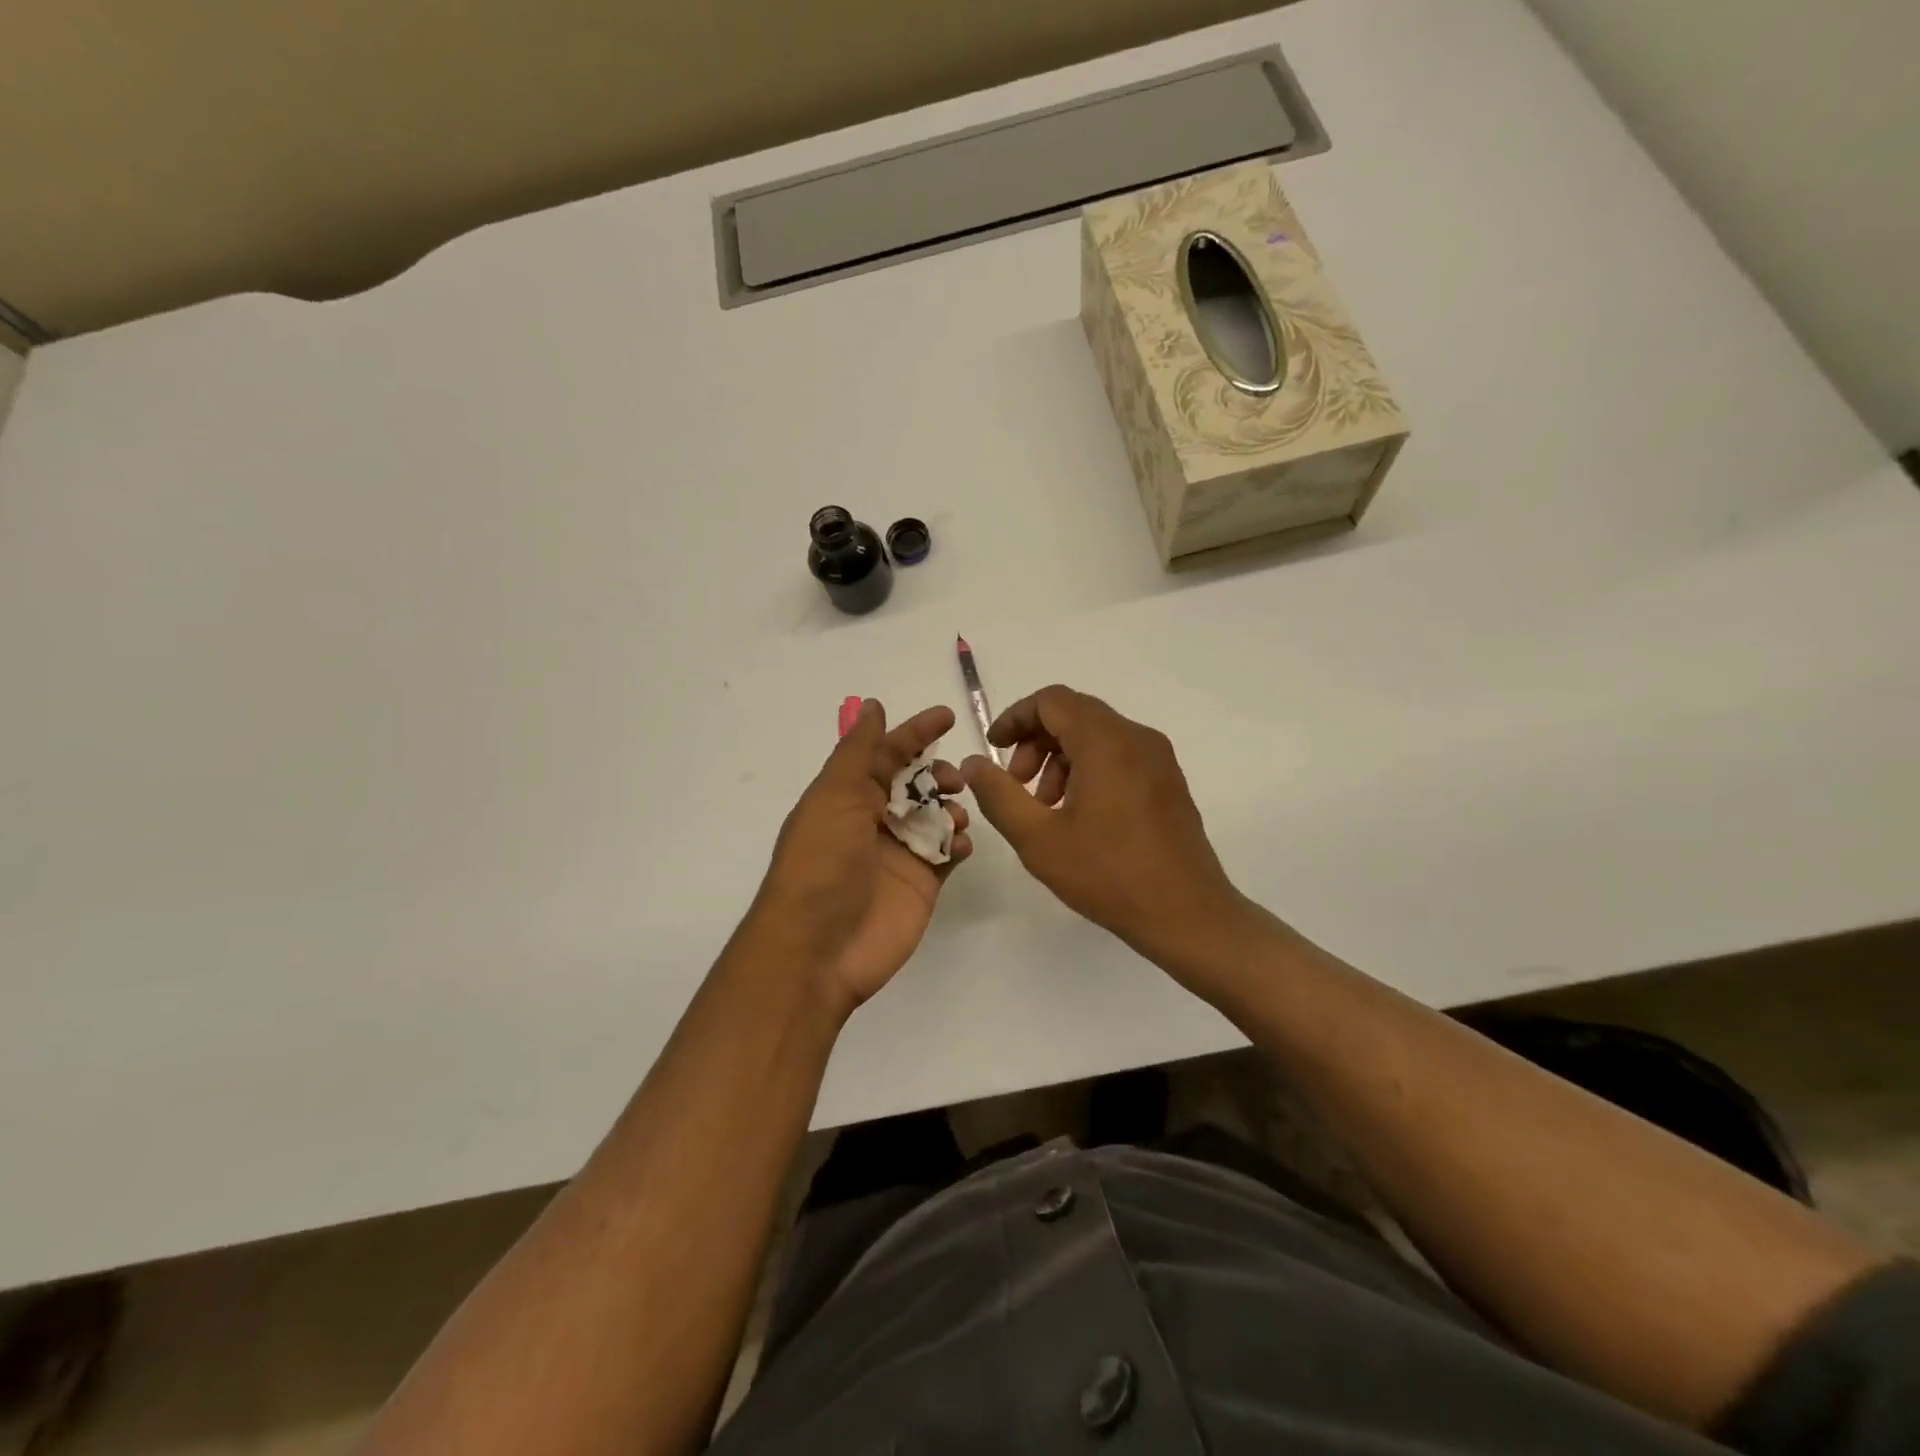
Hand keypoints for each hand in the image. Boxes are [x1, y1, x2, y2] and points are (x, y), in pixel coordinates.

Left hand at [751, 700, 971, 1018]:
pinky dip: (959, 842)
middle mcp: (872, 820)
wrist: (820, 948)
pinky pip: (947, 852)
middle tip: (954, 779)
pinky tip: (960, 844)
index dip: (913, 733)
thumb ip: (859, 751)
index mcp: (846, 796)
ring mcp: (898, 853)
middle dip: (937, 773)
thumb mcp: (835, 796)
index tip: (947, 716)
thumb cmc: (823, 862)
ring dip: (951, 806)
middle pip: (915, 783)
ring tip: (956, 816)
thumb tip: (872, 706)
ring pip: (936, 815)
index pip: (885, 754)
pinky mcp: (921, 883)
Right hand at [961, 685, 1248, 975]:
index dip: (1015, 718)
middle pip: (1075, 715)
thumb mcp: (1038, 838)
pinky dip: (1089, 769)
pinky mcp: (1168, 781)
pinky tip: (1078, 815)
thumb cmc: (1108, 874)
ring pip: (1097, 736)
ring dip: (1060, 758)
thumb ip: (998, 795)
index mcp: (1106, 742)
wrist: (1187, 914)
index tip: (994, 749)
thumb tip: (973, 763)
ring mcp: (1158, 759)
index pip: (1052, 701)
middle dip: (1035, 742)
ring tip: (1045, 807)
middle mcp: (1137, 738)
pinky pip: (1119, 756)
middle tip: (1016, 785)